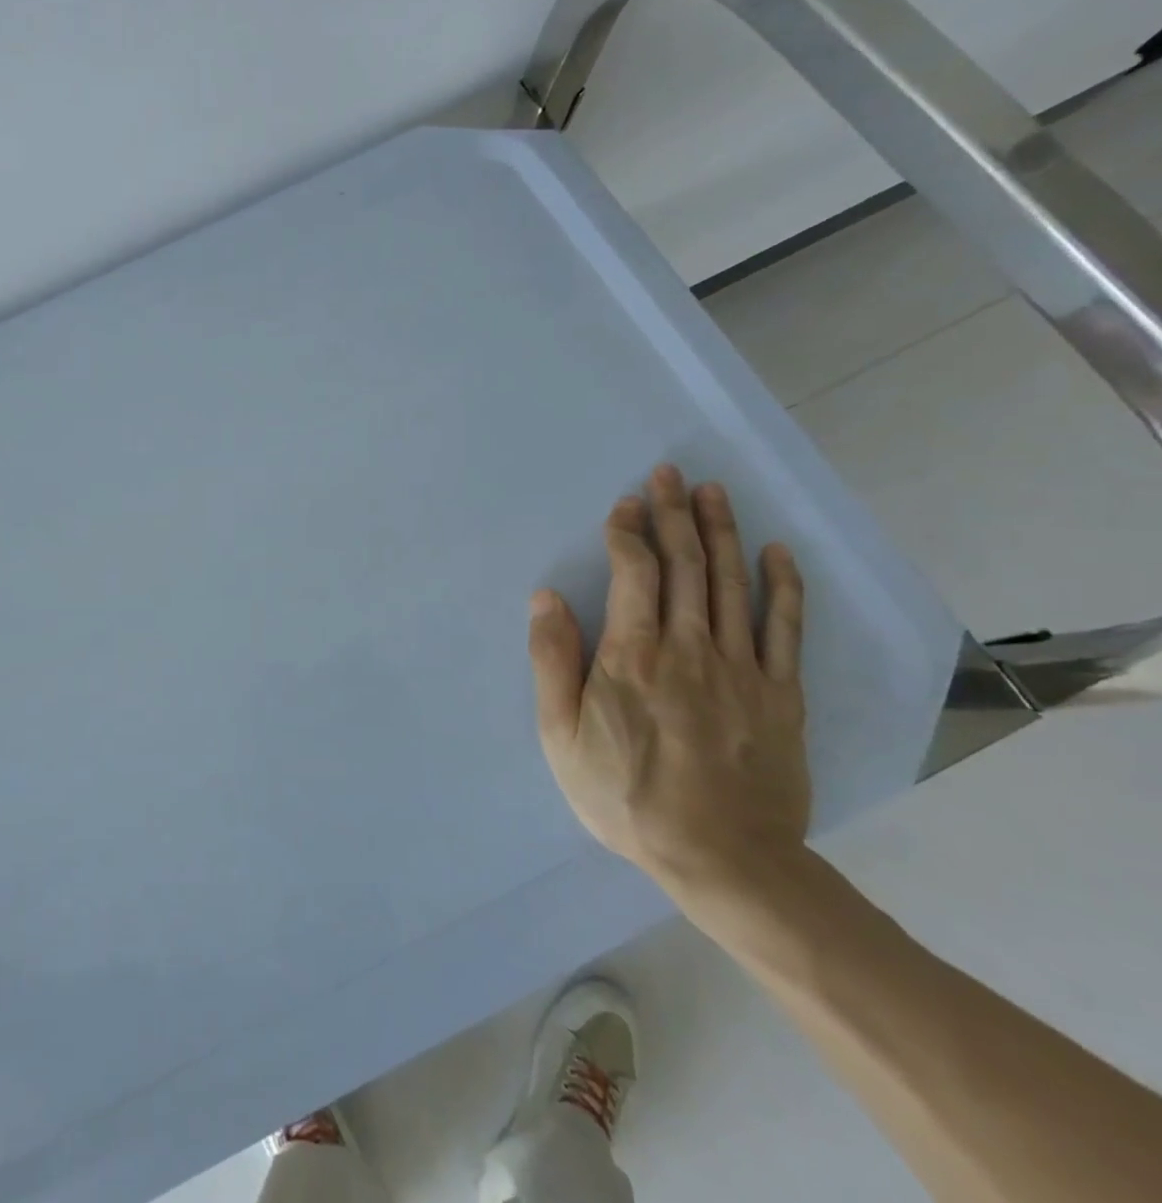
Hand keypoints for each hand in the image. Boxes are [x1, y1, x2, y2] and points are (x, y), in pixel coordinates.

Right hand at [528, 464, 809, 899]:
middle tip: (669, 473)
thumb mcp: (560, 734)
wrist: (721, 859)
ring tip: (712, 492)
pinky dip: (783, 585)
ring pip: (730, 583)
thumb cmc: (624, 795)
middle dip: (673, 514)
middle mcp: (689, 647)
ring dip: (720, 532)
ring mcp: (741, 668)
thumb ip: (552, 660)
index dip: (628, 532)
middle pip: (684, 565)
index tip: (624, 504)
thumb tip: (546, 597)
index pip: (634, 573)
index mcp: (632, 655)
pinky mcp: (780, 693)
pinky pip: (785, 628)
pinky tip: (776, 552)